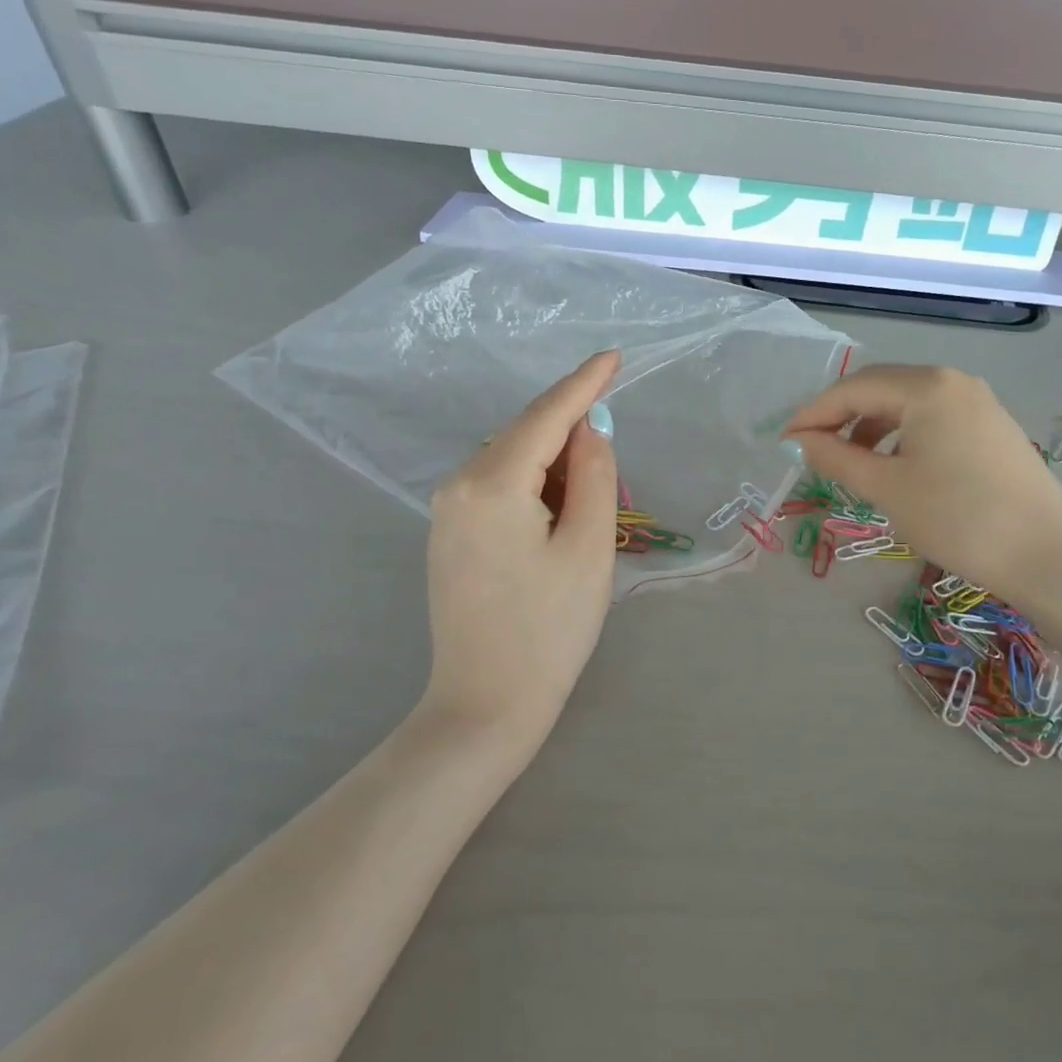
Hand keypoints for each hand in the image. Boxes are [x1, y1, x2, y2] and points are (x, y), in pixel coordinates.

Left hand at [423, 352, 620, 744]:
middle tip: (614, 479)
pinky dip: (535, 489)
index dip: (584, 384)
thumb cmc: (549, 629)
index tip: (614, 356)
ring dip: (556, 469)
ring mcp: (446, 512)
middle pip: (526, 437)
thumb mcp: (589, 548)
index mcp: (491, 484)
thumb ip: (593, 475)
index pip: (546, 416)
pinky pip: (498, 488)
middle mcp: (458, 485)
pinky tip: (557, 519)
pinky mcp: (449, 535)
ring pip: (513, 463)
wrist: (485, 705)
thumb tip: (590, 430)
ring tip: (590, 513)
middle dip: (574, 440)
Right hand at [782, 364, 1061, 602]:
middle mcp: (953, 381)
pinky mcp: (993, 426)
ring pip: (908, 403)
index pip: (854, 388)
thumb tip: (802, 440)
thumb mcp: (887, 488)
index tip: (785, 440)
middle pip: (882, 388)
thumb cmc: (957, 518)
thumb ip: (837, 457)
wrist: (1045, 555)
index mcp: (926, 386)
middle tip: (813, 449)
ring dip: (872, 426)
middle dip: (842, 416)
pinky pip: (934, 418)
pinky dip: (903, 435)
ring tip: (852, 462)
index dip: (814, 413)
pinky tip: (896, 466)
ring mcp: (979, 402)